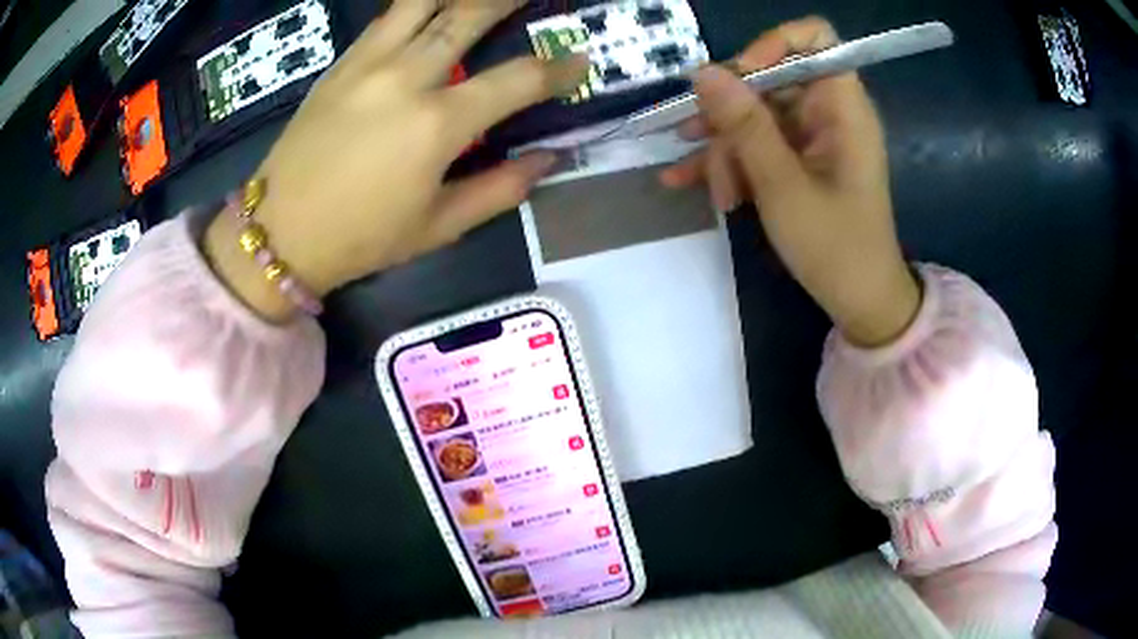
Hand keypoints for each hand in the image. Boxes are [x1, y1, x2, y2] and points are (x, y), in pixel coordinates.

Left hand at [205, 0, 586, 320]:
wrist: (278, 232)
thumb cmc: (360, 238)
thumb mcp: (438, 227)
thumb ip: (500, 189)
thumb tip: (547, 159)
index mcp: (436, 124)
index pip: (517, 80)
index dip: (557, 68)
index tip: (579, 61)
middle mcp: (405, 78)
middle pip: (468, 16)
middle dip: (506, 0)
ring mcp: (367, 64)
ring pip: (421, 3)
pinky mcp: (340, 64)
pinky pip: (386, 18)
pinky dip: (415, 6)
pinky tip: (429, 7)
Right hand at [660, 17, 919, 346]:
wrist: (860, 302)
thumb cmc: (835, 248)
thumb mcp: (783, 186)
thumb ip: (745, 125)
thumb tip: (703, 72)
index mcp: (842, 107)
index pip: (813, 39)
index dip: (771, 46)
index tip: (736, 79)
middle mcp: (828, 112)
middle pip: (770, 79)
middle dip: (732, 115)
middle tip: (708, 153)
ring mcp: (811, 136)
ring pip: (755, 114)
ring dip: (725, 148)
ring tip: (713, 191)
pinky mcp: (798, 159)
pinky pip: (757, 143)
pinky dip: (730, 162)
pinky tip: (690, 183)